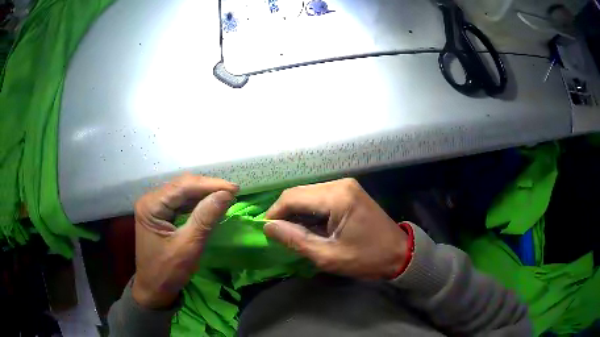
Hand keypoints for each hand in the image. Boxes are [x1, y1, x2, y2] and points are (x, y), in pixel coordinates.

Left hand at [132, 174, 238, 308]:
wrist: (153, 290)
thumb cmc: (168, 272)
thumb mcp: (188, 246)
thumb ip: (205, 218)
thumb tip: (226, 194)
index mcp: (151, 205)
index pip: (182, 186)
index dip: (209, 185)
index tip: (234, 189)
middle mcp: (150, 200)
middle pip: (182, 186)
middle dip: (208, 187)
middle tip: (233, 192)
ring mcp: (154, 206)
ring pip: (183, 192)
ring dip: (204, 194)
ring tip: (226, 196)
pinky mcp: (160, 214)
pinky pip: (181, 203)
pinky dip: (197, 203)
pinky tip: (211, 204)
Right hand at [264, 178, 407, 279]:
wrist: (399, 253)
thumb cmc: (366, 258)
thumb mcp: (328, 256)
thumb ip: (295, 239)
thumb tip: (267, 227)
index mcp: (336, 197)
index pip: (292, 197)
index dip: (274, 213)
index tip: (266, 231)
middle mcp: (339, 184)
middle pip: (299, 192)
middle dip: (284, 213)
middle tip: (277, 234)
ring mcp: (345, 186)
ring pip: (307, 194)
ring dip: (296, 212)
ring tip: (291, 233)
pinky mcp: (348, 192)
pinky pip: (319, 198)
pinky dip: (309, 211)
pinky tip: (307, 227)